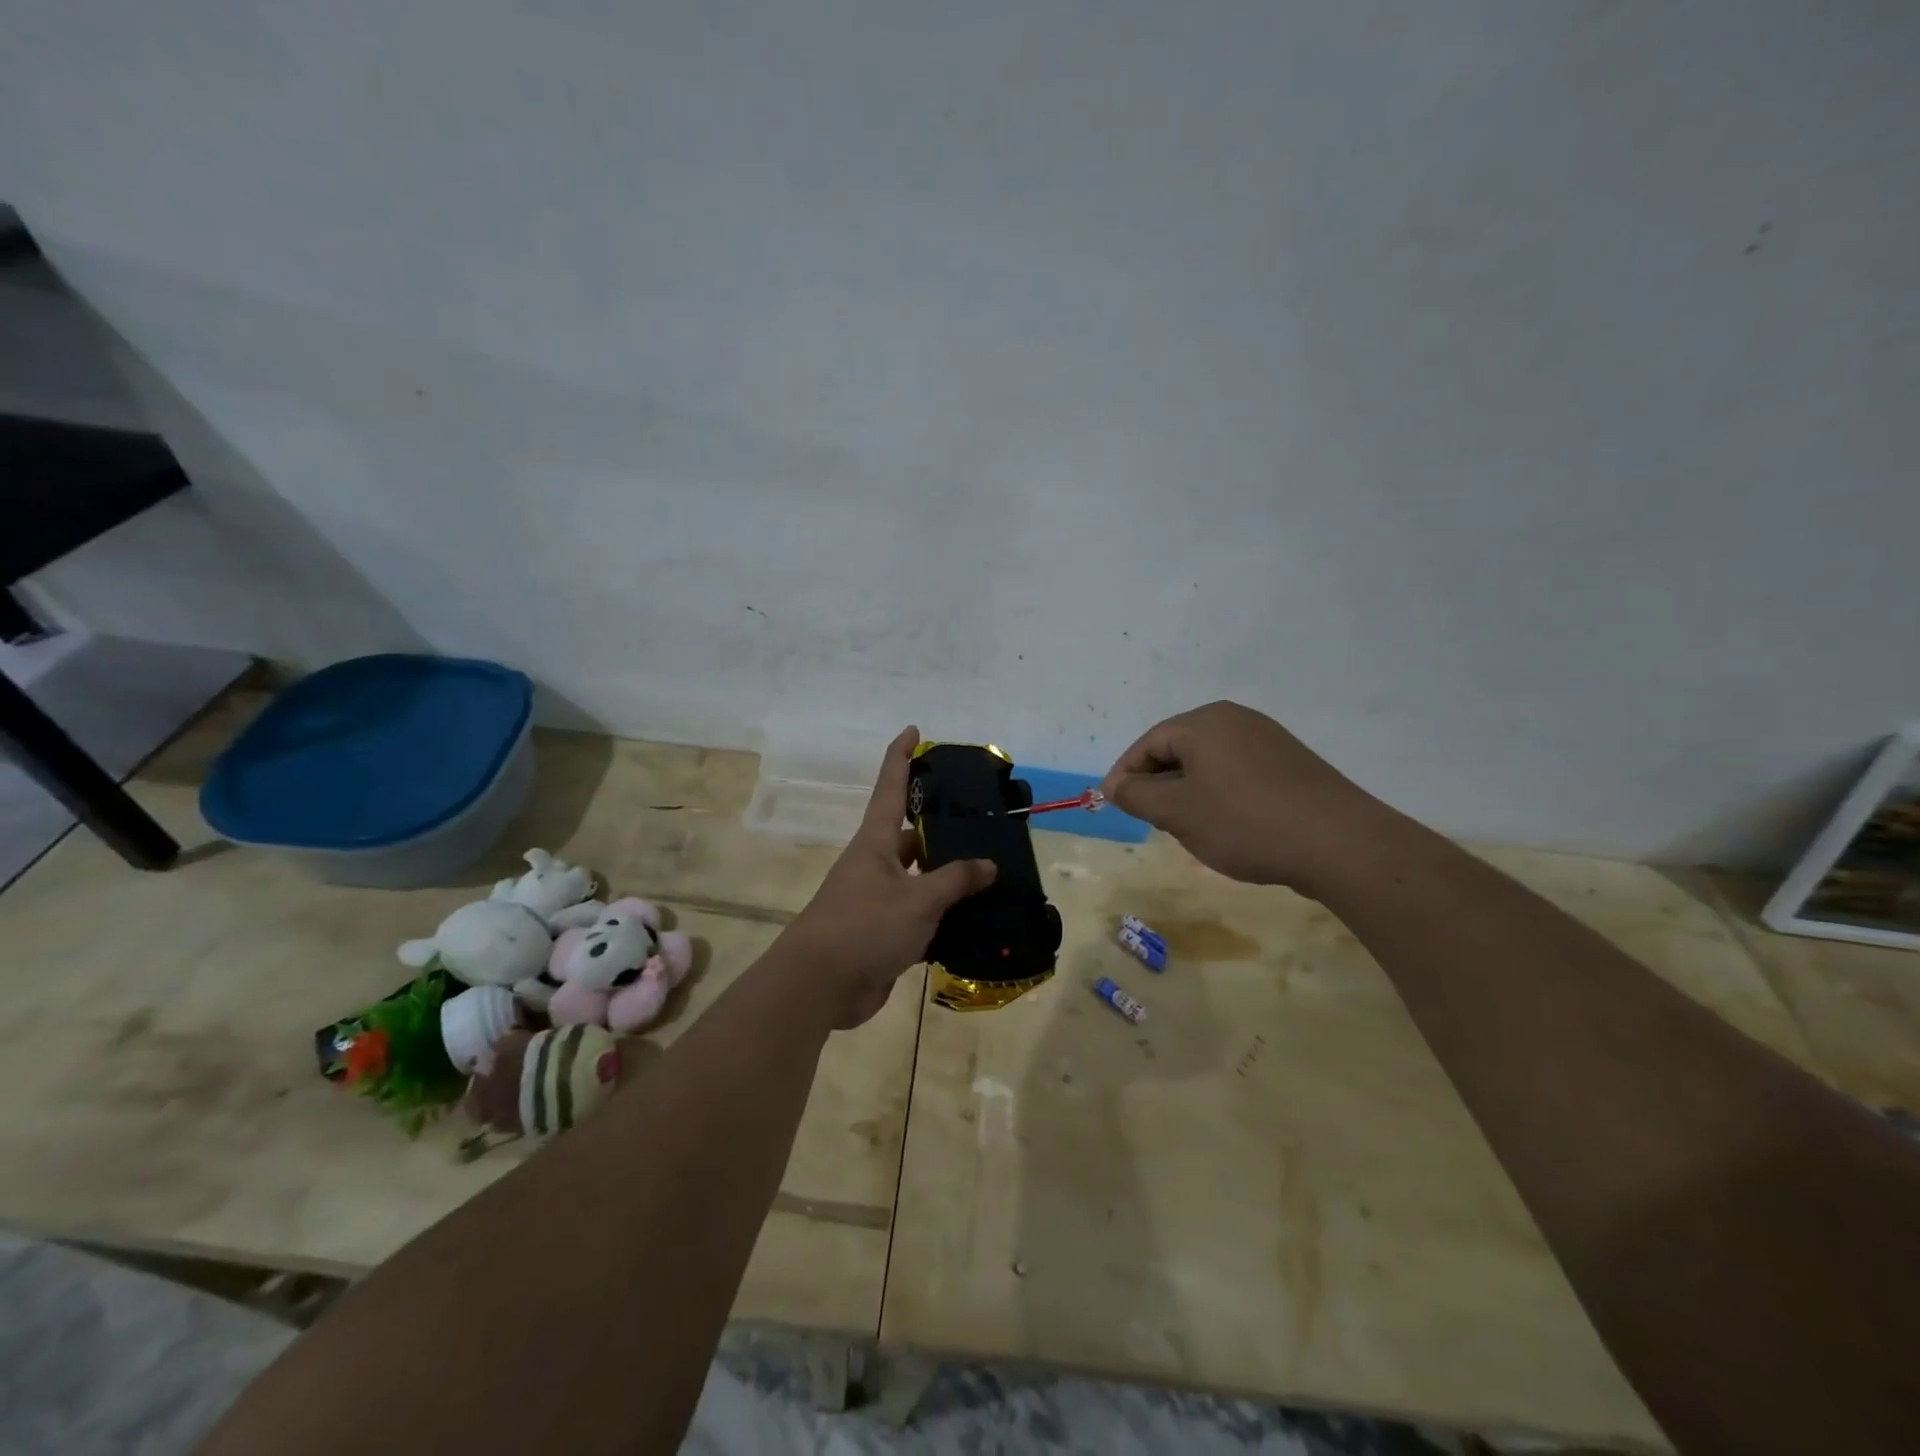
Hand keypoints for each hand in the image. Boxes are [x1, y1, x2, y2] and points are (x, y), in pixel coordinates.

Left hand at [779, 727, 996, 1028]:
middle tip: (983, 820)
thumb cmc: (864, 927)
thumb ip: (954, 880)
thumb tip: (988, 864)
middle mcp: (876, 864)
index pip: (890, 786)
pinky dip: (945, 915)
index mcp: (876, 842)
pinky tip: (976, 918)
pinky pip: (920, 914)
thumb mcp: (917, 900)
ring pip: (920, 878)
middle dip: (942, 827)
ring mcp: (879, 899)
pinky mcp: (884, 932)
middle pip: (912, 834)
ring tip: (991, 870)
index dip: (901, 756)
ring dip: (948, 876)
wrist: (819, 985)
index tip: (913, 731)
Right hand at [1100, 701, 1389, 891]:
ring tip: (1187, 827)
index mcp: (1204, 723)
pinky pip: (1238, 772)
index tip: (1113, 804)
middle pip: (1178, 748)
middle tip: (1150, 819)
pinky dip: (1220, 794)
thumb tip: (1114, 785)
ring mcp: (1268, 739)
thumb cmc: (1245, 822)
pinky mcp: (1291, 763)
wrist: (1339, 843)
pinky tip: (1227, 825)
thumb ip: (1138, 795)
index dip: (1125, 775)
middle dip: (1158, 783)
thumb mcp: (1178, 813)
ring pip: (1208, 762)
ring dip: (1188, 791)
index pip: (1148, 743)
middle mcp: (1236, 720)